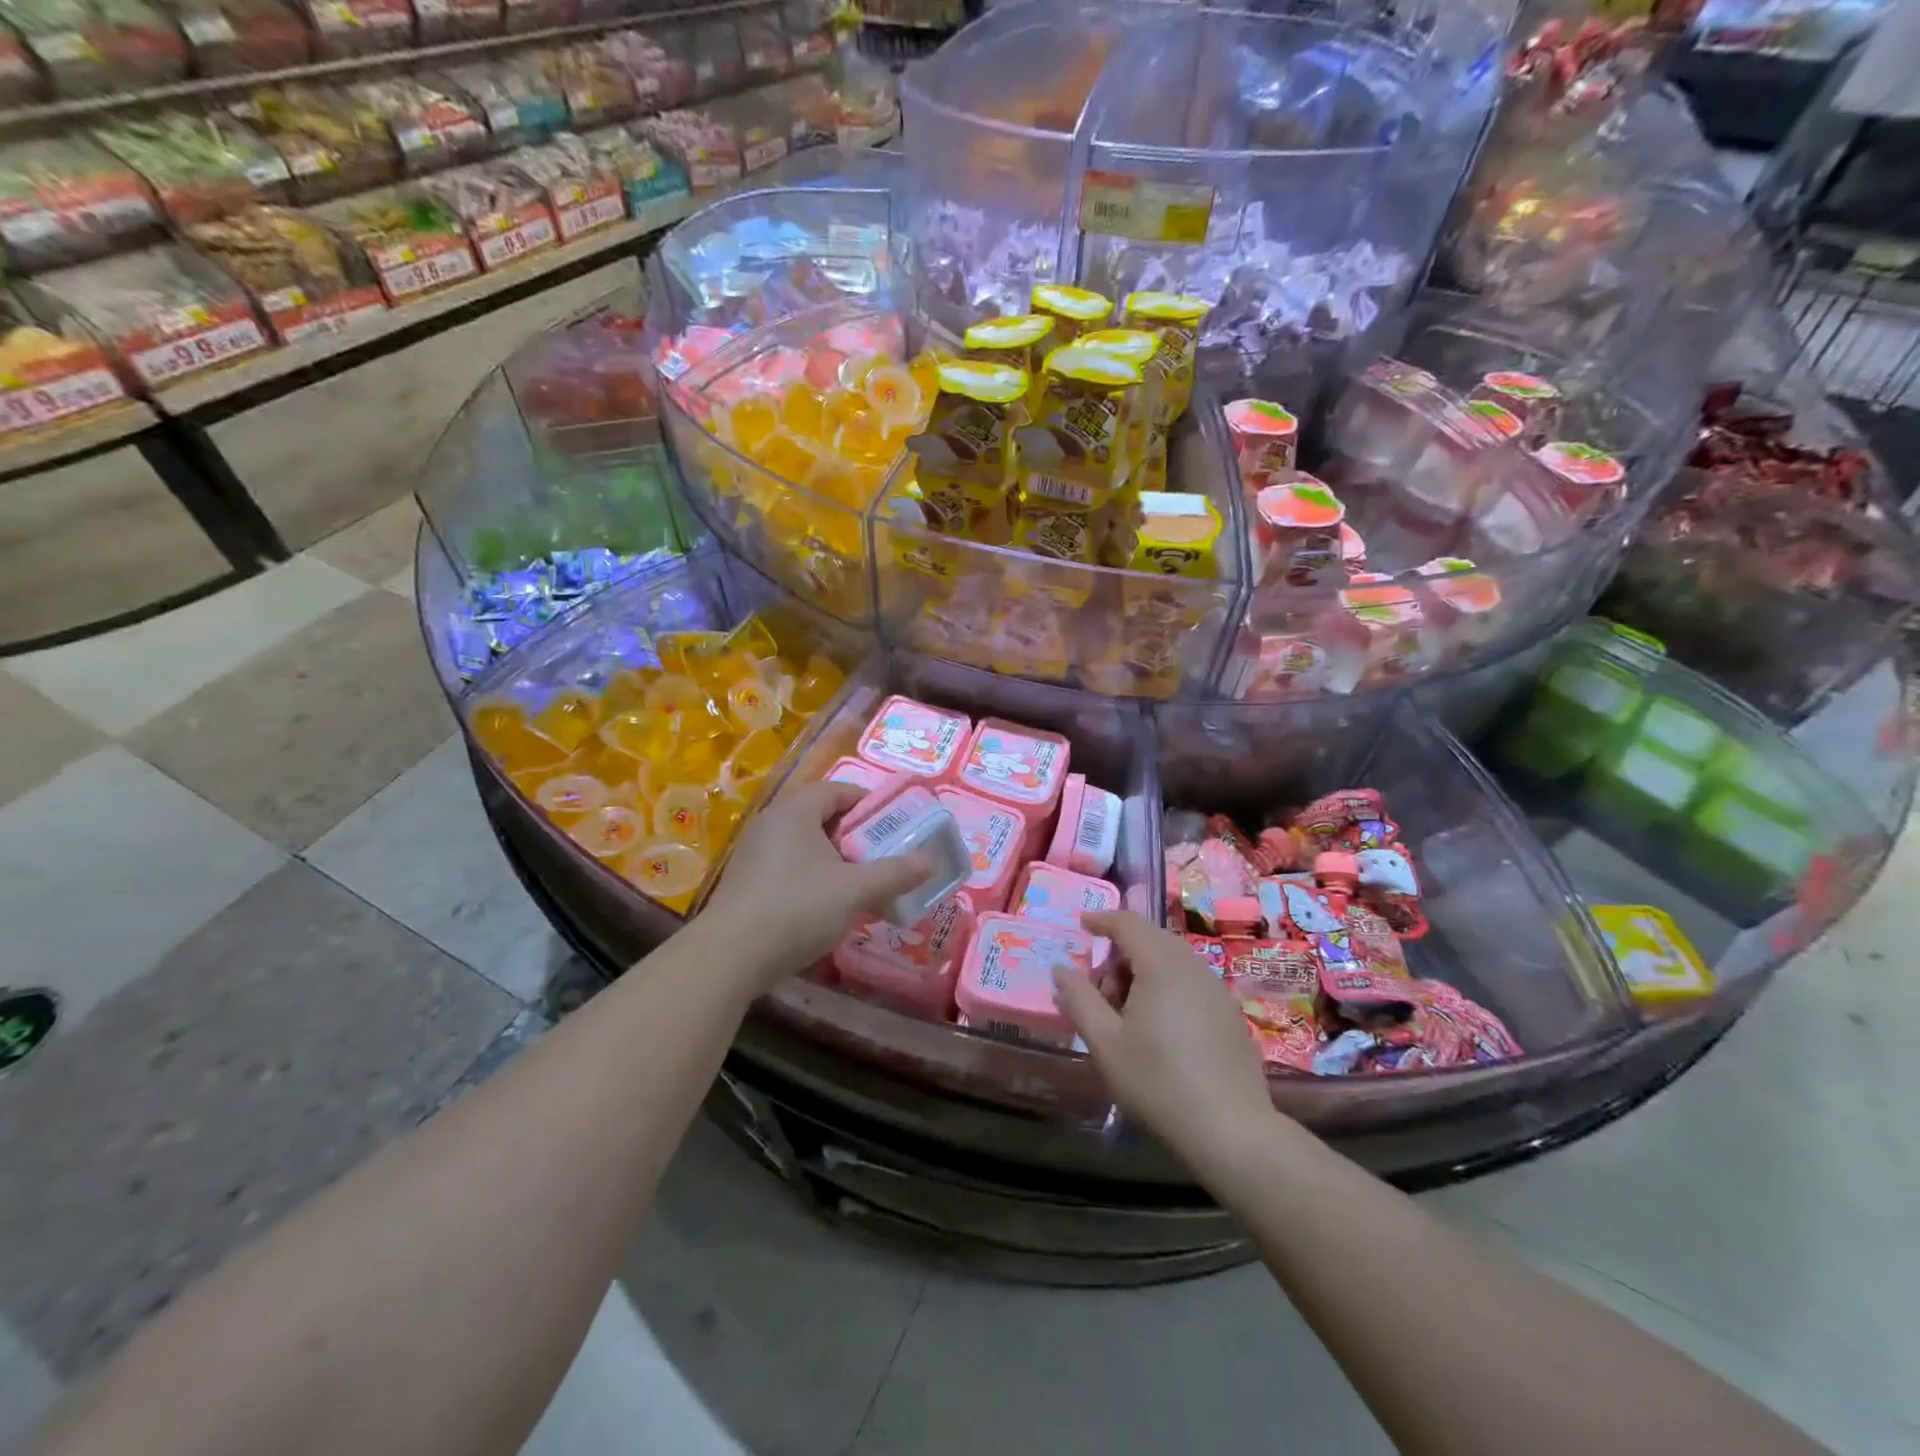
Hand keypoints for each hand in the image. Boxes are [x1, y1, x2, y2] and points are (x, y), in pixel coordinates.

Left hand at [700, 781, 930, 989]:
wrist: (729, 957)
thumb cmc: (797, 908)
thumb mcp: (855, 890)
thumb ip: (895, 873)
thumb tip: (930, 861)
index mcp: (795, 811)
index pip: (838, 790)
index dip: (869, 804)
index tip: (894, 825)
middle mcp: (771, 823)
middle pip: (822, 817)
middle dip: (855, 836)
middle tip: (882, 857)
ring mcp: (754, 853)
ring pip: (806, 846)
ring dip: (835, 860)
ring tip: (860, 885)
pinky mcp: (746, 882)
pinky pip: (789, 867)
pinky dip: (813, 878)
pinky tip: (827, 907)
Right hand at [1053, 911, 1278, 1170]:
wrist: (1232, 1131)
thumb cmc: (1158, 1082)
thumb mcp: (1105, 1043)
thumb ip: (1079, 999)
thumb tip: (1061, 969)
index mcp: (1161, 964)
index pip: (1128, 922)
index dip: (1101, 920)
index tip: (1081, 926)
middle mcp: (1193, 966)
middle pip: (1150, 940)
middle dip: (1119, 956)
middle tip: (1098, 992)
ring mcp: (1217, 989)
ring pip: (1171, 962)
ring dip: (1142, 974)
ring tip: (1124, 1017)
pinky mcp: (1230, 1014)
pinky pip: (1190, 982)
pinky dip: (1166, 988)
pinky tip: (1158, 1030)